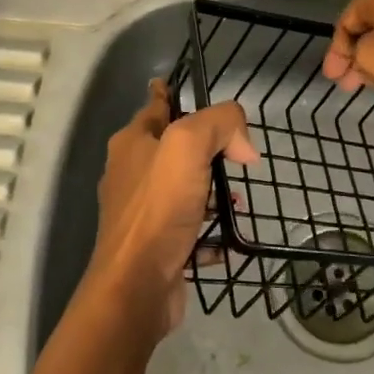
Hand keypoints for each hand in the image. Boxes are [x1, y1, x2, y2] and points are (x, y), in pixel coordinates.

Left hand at [89, 79, 257, 340]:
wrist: (137, 287)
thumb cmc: (158, 208)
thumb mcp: (188, 146)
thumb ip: (219, 124)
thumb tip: (242, 145)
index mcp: (132, 144)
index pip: (155, 106)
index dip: (169, 93)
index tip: (178, 86)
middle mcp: (132, 174)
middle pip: (172, 149)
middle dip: (205, 149)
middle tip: (237, 153)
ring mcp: (142, 214)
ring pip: (183, 190)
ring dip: (211, 192)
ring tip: (240, 198)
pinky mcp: (156, 247)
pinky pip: (189, 231)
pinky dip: (210, 232)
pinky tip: (229, 239)